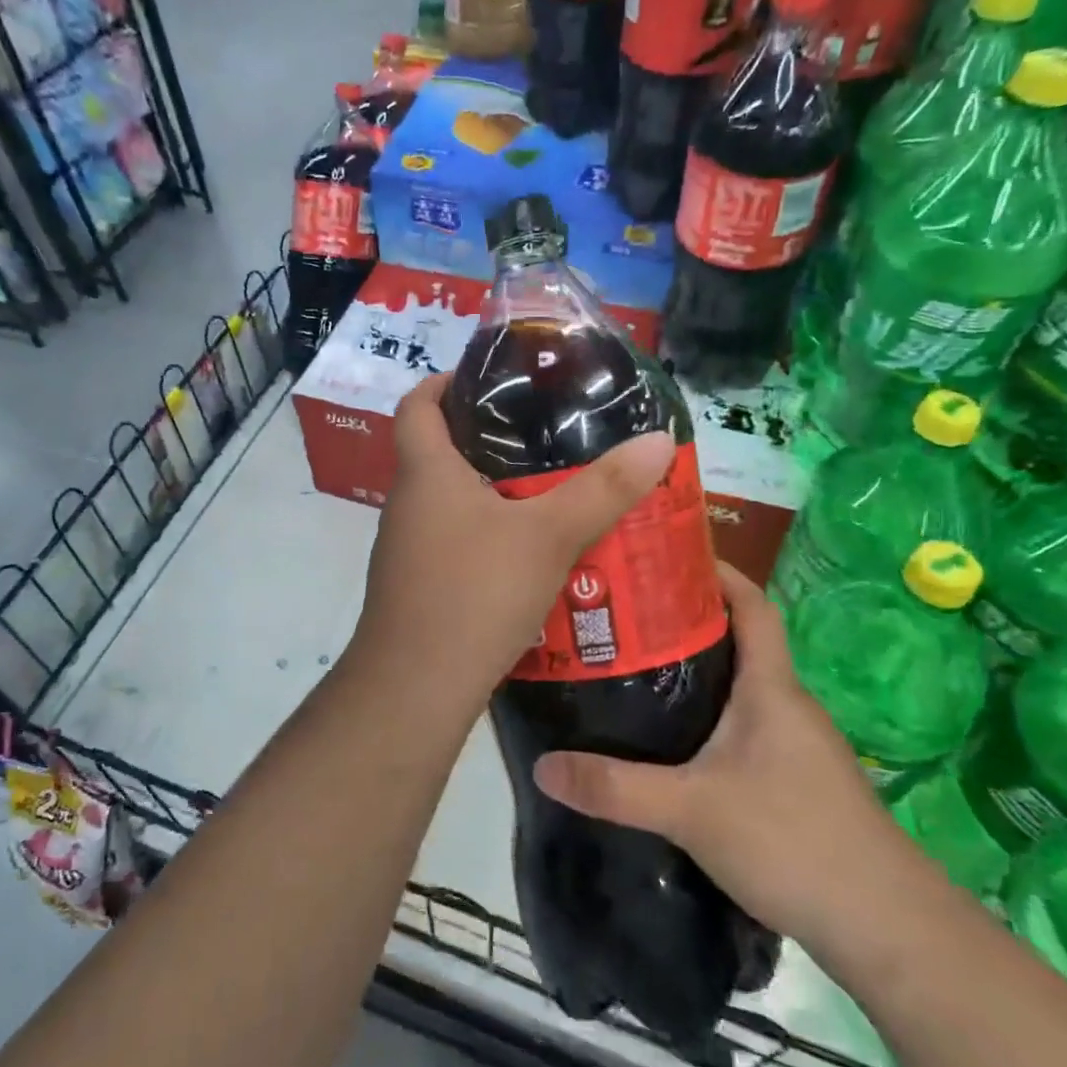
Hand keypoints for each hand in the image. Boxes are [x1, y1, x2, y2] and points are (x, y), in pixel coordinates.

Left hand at [344, 373, 674, 717]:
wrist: (416, 687)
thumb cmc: (474, 593)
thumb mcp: (548, 536)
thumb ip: (603, 489)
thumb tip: (659, 440)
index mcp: (425, 473)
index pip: (416, 405)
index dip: (444, 382)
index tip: (487, 380)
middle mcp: (408, 504)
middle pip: (437, 452)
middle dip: (485, 439)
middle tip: (543, 435)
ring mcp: (408, 549)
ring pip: (449, 502)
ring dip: (491, 492)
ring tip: (549, 490)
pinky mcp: (418, 586)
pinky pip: (454, 542)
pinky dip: (487, 536)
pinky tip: (530, 555)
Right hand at [531, 563, 924, 947]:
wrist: (890, 931)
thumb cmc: (795, 841)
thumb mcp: (692, 810)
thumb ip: (615, 788)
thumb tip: (543, 765)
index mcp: (771, 688)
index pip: (752, 606)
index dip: (717, 572)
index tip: (667, 554)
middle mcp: (786, 705)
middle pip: (737, 642)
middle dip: (684, 621)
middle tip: (622, 614)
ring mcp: (795, 745)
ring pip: (737, 688)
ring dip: (694, 671)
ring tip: (632, 669)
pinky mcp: (794, 781)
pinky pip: (742, 727)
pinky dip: (706, 716)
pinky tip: (669, 742)